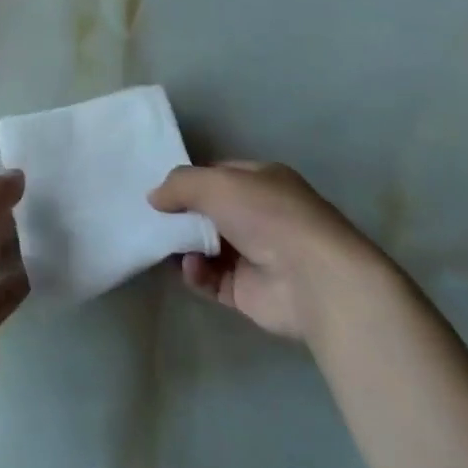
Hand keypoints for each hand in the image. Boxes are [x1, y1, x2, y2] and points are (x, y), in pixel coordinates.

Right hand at [149, 161, 392, 341]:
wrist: (313, 279)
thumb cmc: (267, 216)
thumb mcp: (217, 184)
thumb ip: (180, 185)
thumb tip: (153, 197)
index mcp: (261, 181)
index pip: (217, 175)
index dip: (189, 181)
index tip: (160, 190)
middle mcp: (260, 215)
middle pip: (209, 212)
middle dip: (182, 216)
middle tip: (153, 220)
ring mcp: (255, 254)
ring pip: (207, 246)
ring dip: (185, 246)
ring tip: (167, 245)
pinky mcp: (248, 291)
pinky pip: (211, 279)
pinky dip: (197, 274)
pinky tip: (191, 269)